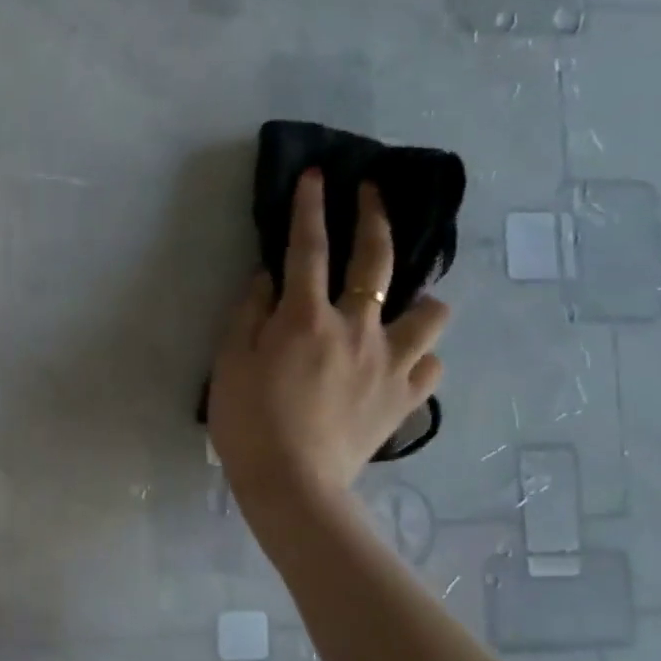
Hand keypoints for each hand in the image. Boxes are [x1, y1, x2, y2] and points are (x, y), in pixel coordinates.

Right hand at [209, 171, 449, 507]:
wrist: (292, 485)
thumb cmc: (248, 422)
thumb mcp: (229, 363)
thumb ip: (248, 314)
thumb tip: (267, 279)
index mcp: (305, 318)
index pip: (307, 248)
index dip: (310, 208)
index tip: (316, 176)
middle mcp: (356, 329)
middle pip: (377, 261)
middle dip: (375, 218)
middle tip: (372, 193)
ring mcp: (390, 363)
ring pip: (431, 312)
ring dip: (419, 299)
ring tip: (401, 305)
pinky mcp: (406, 399)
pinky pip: (431, 365)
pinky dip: (420, 355)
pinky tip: (403, 360)